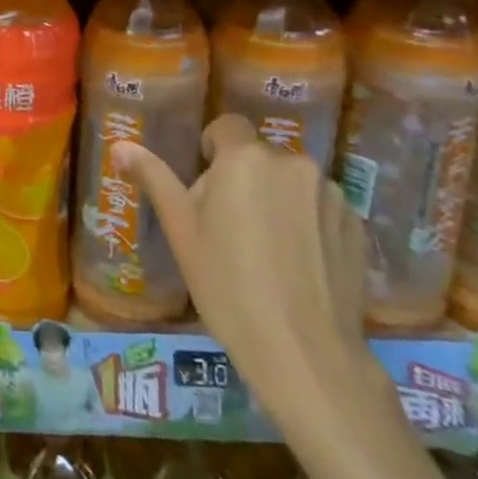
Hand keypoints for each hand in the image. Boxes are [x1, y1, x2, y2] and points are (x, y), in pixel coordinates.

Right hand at [111, 115, 372, 429]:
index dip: (212, 149)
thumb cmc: (227, 284)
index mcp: (244, 159)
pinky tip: (300, 265)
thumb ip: (154, 178)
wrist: (304, 351)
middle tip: (230, 227)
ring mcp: (331, 194)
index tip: (206, 189)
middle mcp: (292, 163)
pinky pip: (321, 208)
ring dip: (278, 200)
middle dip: (244, 180)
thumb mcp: (180, 230)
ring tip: (269, 251)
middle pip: (259, 157)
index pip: (226, 127)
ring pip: (291, 183)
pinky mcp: (357, 225)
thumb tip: (121, 145)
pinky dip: (308, 224)